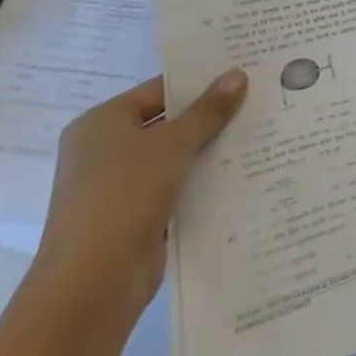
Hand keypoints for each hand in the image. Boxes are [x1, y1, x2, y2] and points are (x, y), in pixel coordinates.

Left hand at [33, 70, 247, 316]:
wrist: (93, 282)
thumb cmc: (124, 194)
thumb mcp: (173, 142)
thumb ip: (208, 109)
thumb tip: (238, 74)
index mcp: (101, 123)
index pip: (159, 90)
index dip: (201, 82)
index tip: (244, 75)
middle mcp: (105, 151)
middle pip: (169, 123)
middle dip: (212, 116)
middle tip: (261, 100)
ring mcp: (120, 187)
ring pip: (176, 157)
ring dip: (212, 149)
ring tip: (262, 132)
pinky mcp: (137, 216)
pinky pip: (178, 187)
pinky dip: (204, 180)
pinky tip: (244, 171)